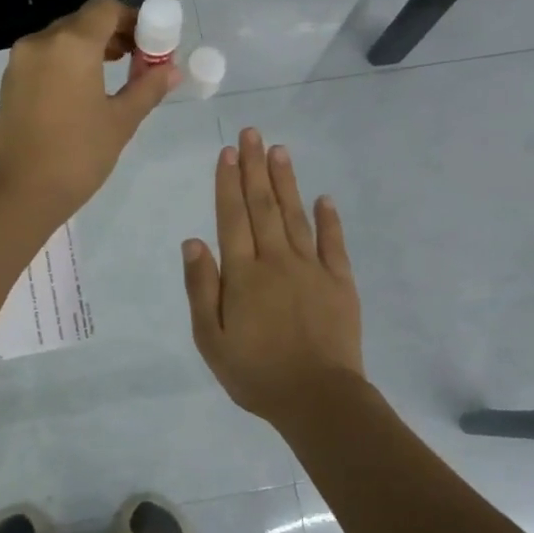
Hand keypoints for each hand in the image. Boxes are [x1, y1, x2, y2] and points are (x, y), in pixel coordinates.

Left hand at [0, 0, 181, 223]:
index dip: (133, 19)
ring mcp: (20, 61)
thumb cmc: (77, 156)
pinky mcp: (10, 82)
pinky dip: (67, 63)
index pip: (106, 8)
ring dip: (90, 48)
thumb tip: (172, 70)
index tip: (150, 45)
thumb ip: (147, 88)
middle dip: (113, 34)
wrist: (20, 193)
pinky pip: (45, 58)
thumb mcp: (121, 122)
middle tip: (138, 61)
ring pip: (62, 39)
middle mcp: (42, 41)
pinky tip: (83, 91)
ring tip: (114, 77)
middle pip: (83, 21)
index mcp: (71, 44)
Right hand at [182, 129, 363, 425]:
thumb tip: (193, 241)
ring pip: (296, 216)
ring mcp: (312, 269)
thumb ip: (201, 288)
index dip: (228, 183)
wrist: (317, 399)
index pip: (232, 218)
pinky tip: (324, 198)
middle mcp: (277, 261)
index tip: (228, 152)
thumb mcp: (211, 338)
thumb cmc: (255, 373)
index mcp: (243, 274)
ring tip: (280, 151)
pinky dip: (329, 219)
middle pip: (264, 207)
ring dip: (286, 182)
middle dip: (256, 168)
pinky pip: (334, 243)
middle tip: (253, 134)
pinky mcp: (340, 283)